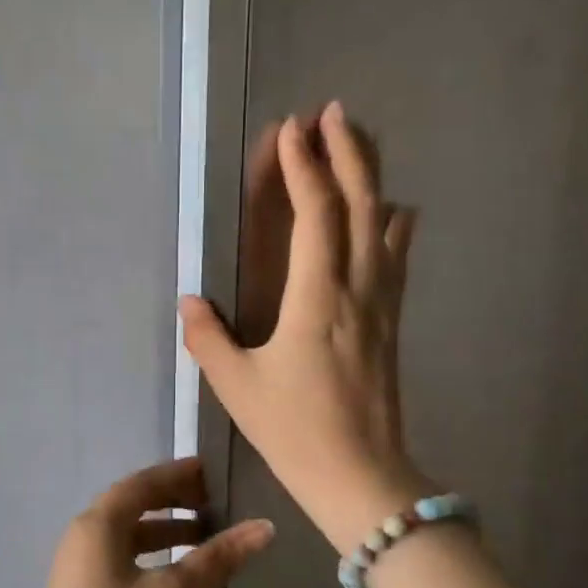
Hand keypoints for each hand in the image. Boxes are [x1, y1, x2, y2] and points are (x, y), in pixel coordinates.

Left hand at [0, 458, 273, 587]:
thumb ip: (215, 559)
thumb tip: (264, 527)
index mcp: (98, 525)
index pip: (143, 483)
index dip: (179, 474)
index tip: (215, 471)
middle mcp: (84, 537)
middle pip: (135, 506)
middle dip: (176, 503)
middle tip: (218, 505)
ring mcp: (80, 569)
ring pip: (130, 537)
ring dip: (167, 534)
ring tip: (209, 541)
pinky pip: (124, 562)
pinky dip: (155, 560)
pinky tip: (183, 581)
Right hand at [179, 101, 426, 553]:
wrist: (362, 476)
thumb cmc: (295, 431)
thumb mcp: (237, 386)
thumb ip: (208, 338)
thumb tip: (190, 302)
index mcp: (317, 298)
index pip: (316, 214)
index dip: (303, 167)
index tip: (290, 129)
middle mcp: (357, 289)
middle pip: (360, 204)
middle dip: (346, 152)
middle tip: (334, 111)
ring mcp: (381, 305)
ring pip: (383, 225)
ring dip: (371, 178)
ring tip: (360, 143)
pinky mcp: (391, 323)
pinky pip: (396, 260)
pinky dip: (394, 226)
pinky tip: (397, 211)